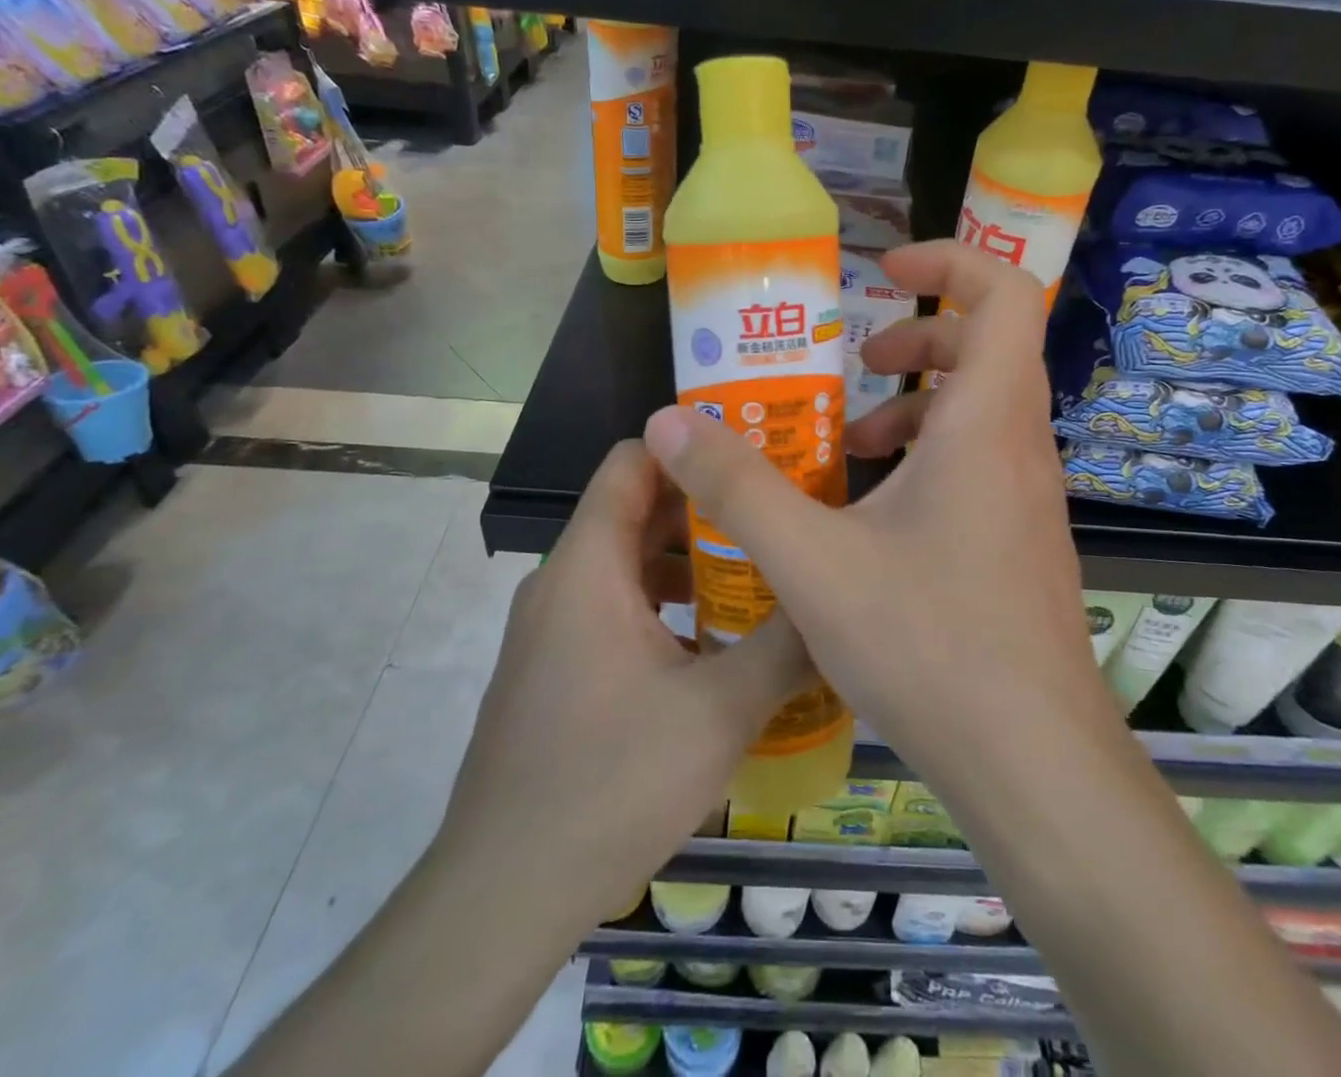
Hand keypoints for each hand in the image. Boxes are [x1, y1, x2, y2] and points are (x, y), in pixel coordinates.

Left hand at [440, 441, 814, 928]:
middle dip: (706, 507)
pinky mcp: (555, 669)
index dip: (690, 446)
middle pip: (636, 510)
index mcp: (588, 565)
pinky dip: (666, 605)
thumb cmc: (610, 783)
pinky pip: (616, 608)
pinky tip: (717, 645)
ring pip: (629, 564)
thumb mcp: (721, 711)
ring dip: (691, 562)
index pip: (632, 460)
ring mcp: (553, 628)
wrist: (503, 894)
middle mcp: (562, 581)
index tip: (754, 455)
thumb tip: (838, 600)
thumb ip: (786, 646)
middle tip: (776, 513)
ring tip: (760, 573)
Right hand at [641, 239, 1108, 808]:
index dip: (950, 261)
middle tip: (857, 363)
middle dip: (918, 338)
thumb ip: (736, 486)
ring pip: (983, 411)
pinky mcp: (1024, 542)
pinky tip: (875, 516)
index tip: (884, 270)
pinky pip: (982, 464)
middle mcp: (1021, 447)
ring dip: (918, 407)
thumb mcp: (812, 560)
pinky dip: (931, 459)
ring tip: (853, 446)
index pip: (1005, 293)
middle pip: (989, 347)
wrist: (1032, 763)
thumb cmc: (929, 644)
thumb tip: (668, 424)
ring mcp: (1030, 498)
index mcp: (987, 423)